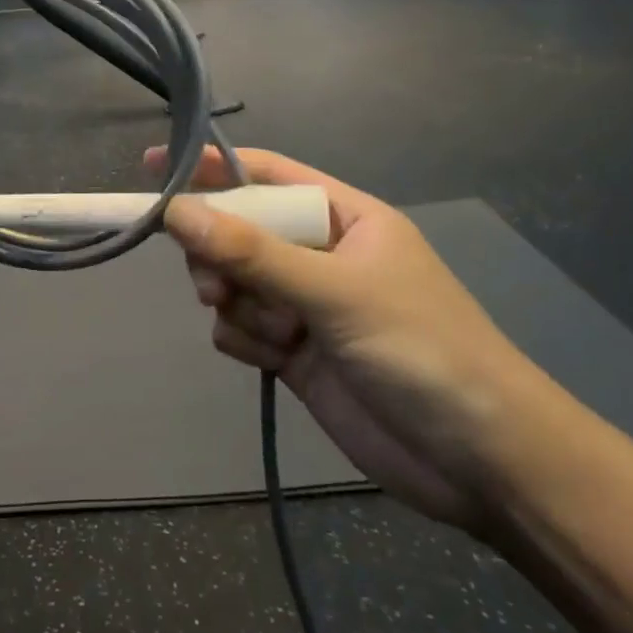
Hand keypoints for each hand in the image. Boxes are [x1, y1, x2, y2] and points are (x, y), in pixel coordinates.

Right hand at [150, 146, 554, 532]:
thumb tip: (175, 211)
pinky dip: (244, 338)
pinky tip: (272, 359)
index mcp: (343, 218)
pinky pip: (240, 327)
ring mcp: (305, 305)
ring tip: (270, 331)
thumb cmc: (421, 351)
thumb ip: (252, 253)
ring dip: (236, 303)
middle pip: (238, 231)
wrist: (482, 464)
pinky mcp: (294, 353)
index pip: (264, 176)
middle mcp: (320, 254)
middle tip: (215, 283)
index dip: (210, 168)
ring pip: (234, 282)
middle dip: (220, 254)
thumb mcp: (335, 293)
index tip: (151, 167)